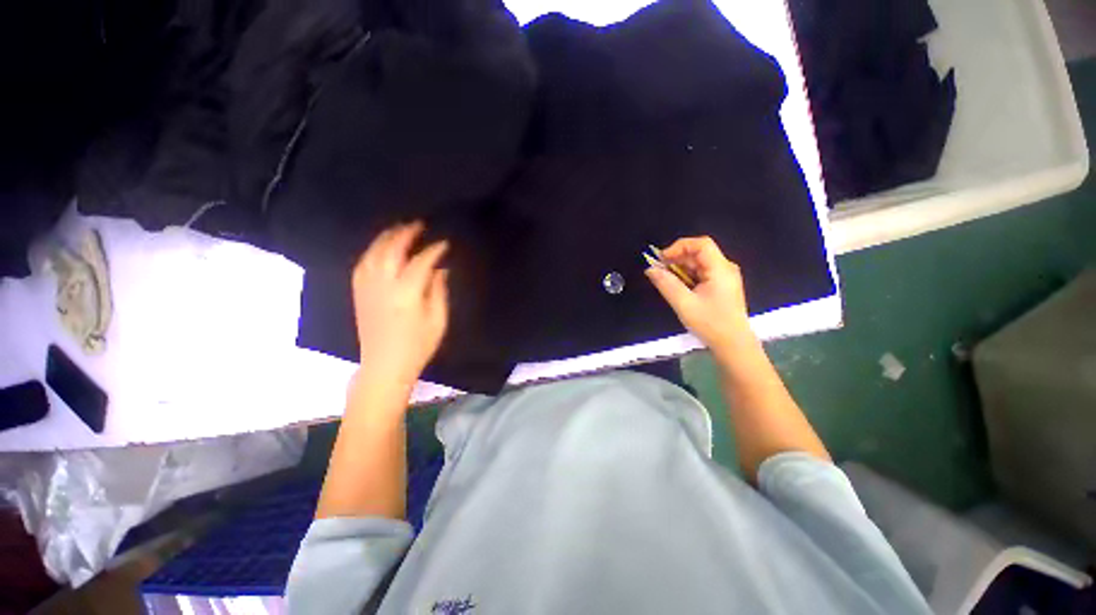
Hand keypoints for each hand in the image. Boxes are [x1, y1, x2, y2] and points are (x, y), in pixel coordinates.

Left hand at [352, 221, 448, 389]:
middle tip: (418, 225)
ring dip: (386, 238)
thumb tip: (441, 270)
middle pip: (391, 250)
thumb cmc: (417, 346)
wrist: (384, 366)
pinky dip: (371, 251)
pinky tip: (379, 248)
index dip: (433, 250)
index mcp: (407, 294)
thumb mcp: (438, 321)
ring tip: (398, 229)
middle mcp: (383, 286)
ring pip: (373, 254)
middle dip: (405, 234)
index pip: (421, 262)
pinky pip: (362, 265)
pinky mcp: (358, 294)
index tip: (444, 243)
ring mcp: (367, 288)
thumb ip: (439, 292)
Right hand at [645, 236, 754, 359]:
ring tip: (665, 280)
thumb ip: (666, 284)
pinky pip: (702, 273)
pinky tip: (678, 287)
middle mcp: (725, 268)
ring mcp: (724, 277)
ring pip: (699, 263)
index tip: (662, 259)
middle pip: (699, 253)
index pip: (701, 244)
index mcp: (720, 269)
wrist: (733, 345)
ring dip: (680, 268)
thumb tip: (650, 269)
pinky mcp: (721, 286)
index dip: (679, 247)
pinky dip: (687, 276)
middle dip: (677, 258)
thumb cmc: (711, 324)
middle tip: (659, 270)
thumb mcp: (684, 304)